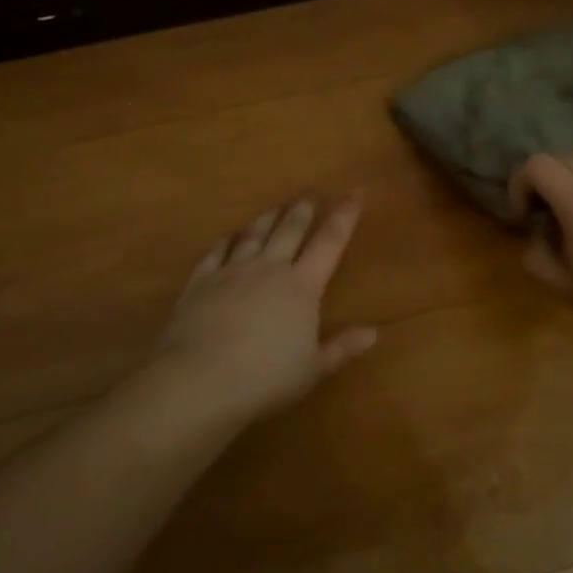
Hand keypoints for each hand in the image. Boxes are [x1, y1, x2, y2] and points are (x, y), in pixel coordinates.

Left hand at [149, 195, 376, 426]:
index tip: (355, 192)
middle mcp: (268, 268)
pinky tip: (229, 236)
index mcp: (301, 286)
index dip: (344, 216)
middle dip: (302, 210)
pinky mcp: (200, 281)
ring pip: (253, 235)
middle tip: (309, 196)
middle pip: (289, 230)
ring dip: (267, 218)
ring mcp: (231, 272)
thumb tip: (373, 333)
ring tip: (275, 208)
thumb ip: (342, 348)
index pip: (330, 242)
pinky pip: (216, 252)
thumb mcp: (312, 369)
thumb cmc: (265, 377)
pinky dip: (226, 241)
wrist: (200, 379)